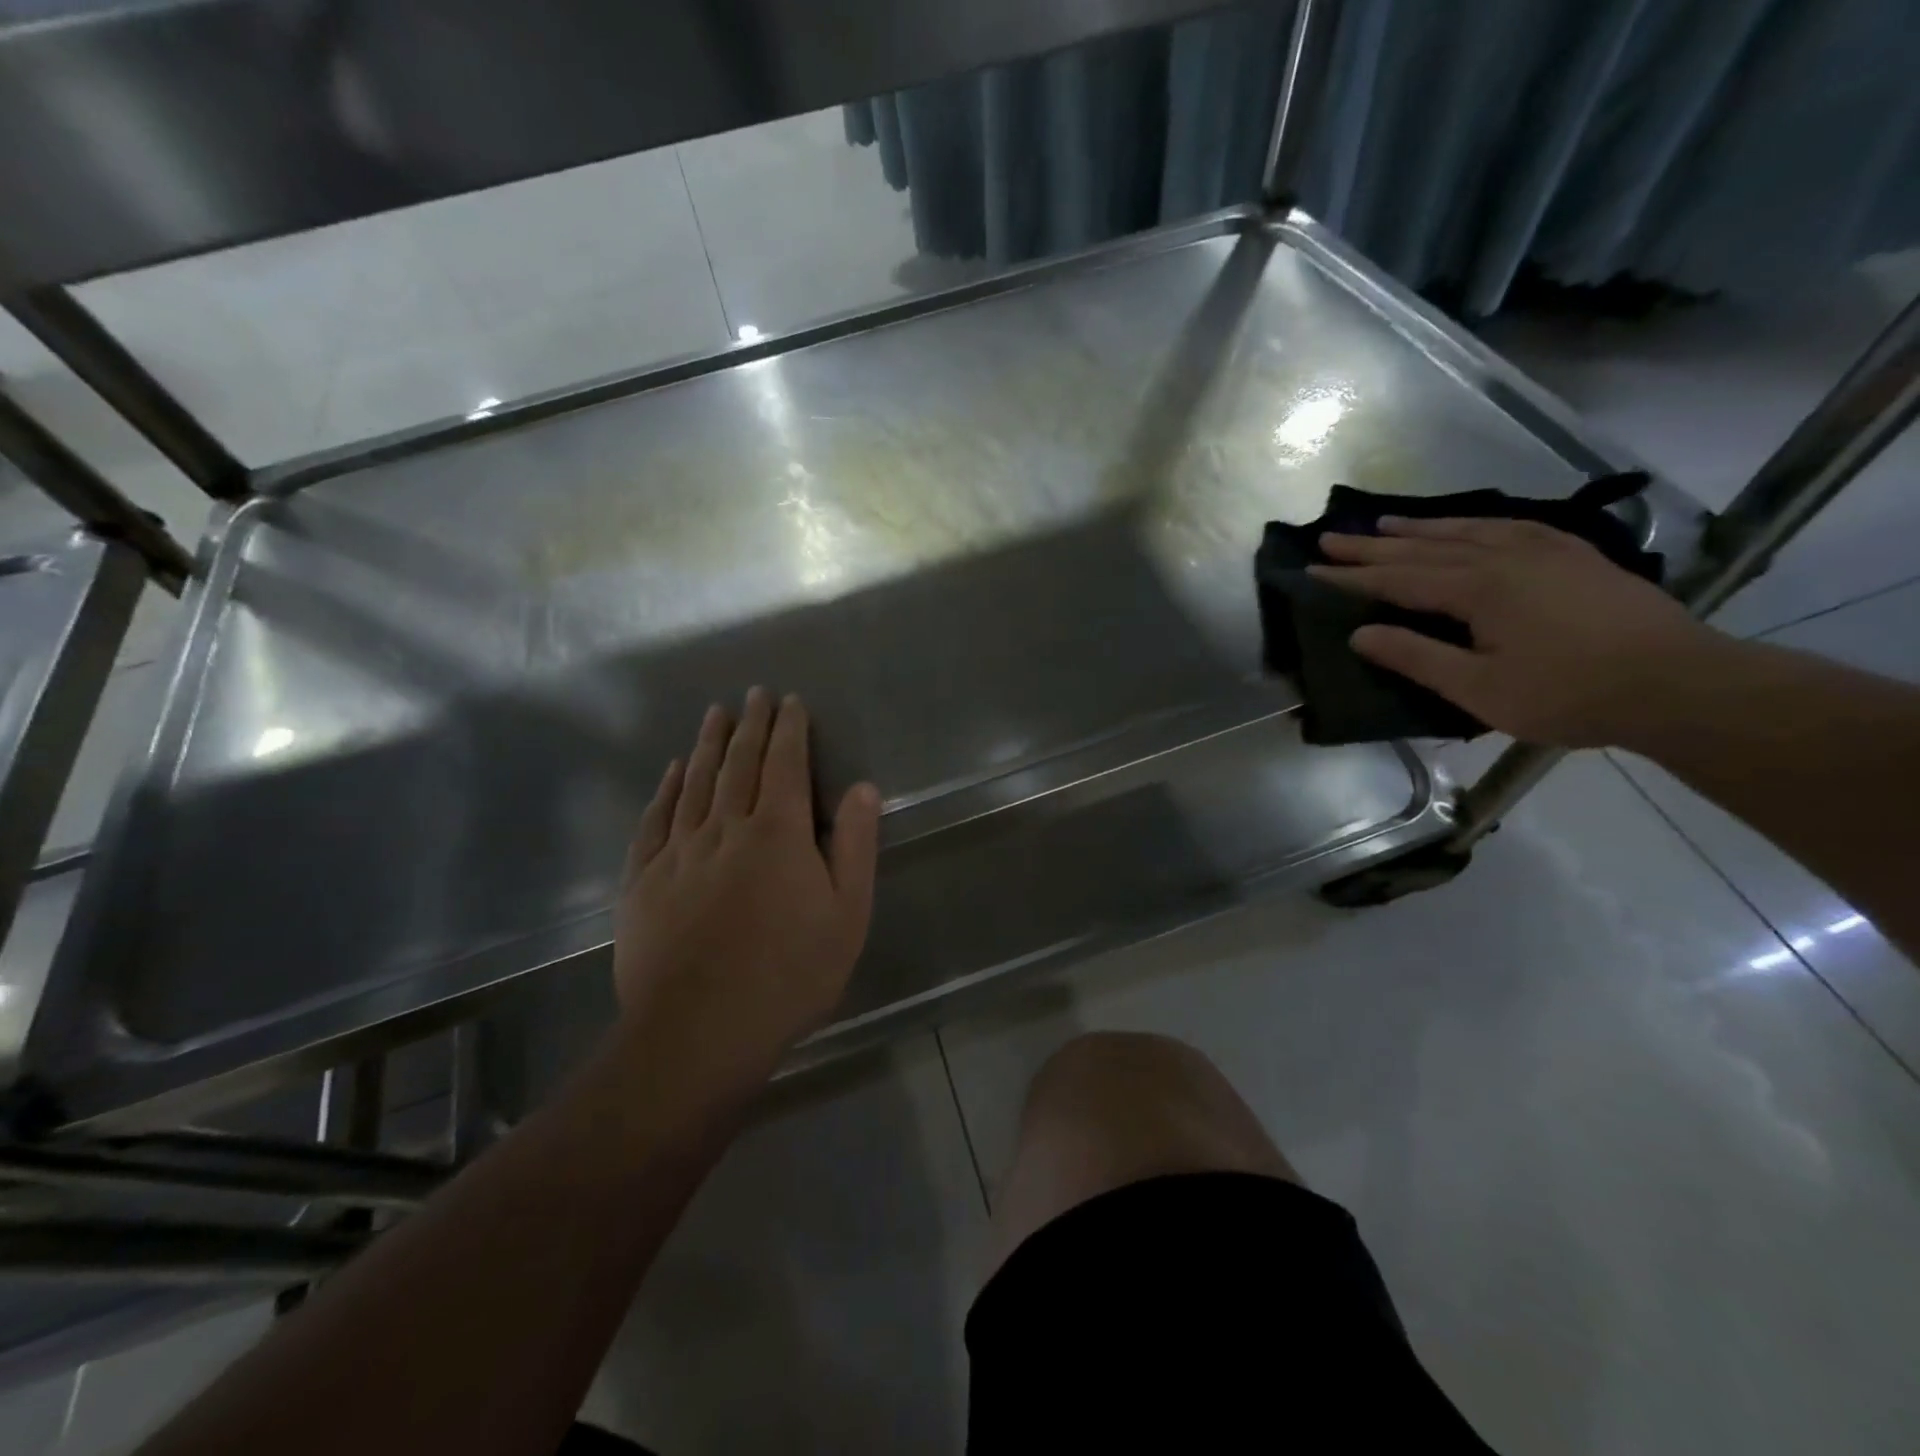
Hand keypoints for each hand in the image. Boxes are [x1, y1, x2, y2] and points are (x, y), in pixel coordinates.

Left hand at [613, 689, 881, 1092]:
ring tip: (716, 714)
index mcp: (777, 833)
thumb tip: (862, 787)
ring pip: (696, 783)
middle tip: (754, 694)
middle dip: (751, 724)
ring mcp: (679, 852)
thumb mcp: (847, 915)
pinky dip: (667, 788)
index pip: (784, 764)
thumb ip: (854, 846)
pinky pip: (656, 820)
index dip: (788, 729)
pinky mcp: (644, 880)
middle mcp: (726, 828)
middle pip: (739, 763)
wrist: (700, 1030)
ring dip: (709, 744)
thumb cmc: (789, 974)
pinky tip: (674, 771)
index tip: (789, 701)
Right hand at [1310, 516, 1719, 748]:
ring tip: (1385, 523)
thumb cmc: (1569, 695)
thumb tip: (1360, 634)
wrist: (1680, 683)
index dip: (1353, 576)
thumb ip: (1417, 657)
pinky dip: (1475, 524)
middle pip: (1425, 548)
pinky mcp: (1575, 556)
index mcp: (1478, 589)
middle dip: (1373, 546)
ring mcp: (1545, 551)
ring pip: (1467, 531)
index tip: (1312, 570)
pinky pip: (1511, 527)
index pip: (1398, 579)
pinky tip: (1468, 525)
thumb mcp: (1480, 689)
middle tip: (1330, 538)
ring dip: (1420, 528)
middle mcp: (1505, 557)